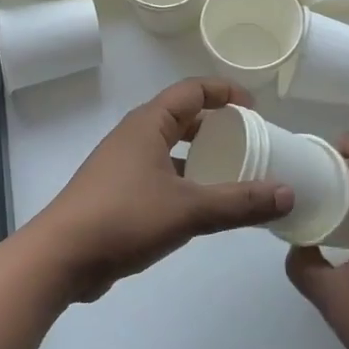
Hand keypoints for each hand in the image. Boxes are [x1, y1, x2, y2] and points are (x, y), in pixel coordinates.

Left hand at [29, 78, 292, 302]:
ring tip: (233, 173)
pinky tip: (202, 206)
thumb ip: (240, 202)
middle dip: (215, 125)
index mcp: (147, 125)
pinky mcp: (116, 194)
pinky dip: (184, 181)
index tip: (254, 108)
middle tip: (249, 141)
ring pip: (169, 149)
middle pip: (180, 118)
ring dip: (199, 156)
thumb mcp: (189, 209)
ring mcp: (121, 166)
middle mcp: (133, 137)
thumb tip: (288, 193)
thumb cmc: (124, 218)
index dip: (224, 92)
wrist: (61, 257)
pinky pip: (159, 175)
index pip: (191, 91)